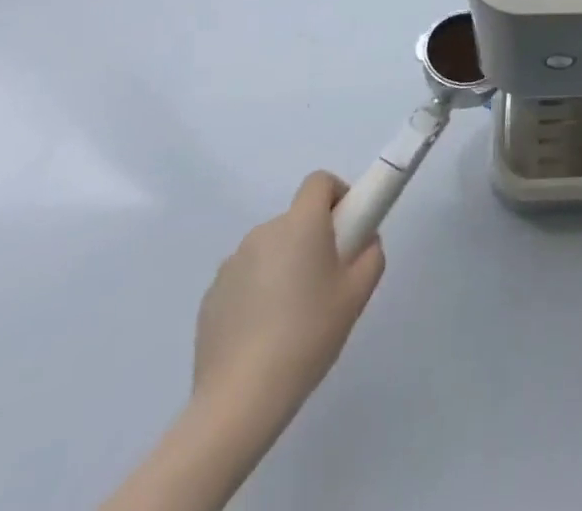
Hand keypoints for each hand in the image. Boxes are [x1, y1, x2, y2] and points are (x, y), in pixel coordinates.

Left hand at [192, 171, 384, 418]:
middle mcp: (263, 233)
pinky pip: (245, 279)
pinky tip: (264, 335)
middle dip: (313, 239)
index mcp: (300, 224)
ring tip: (293, 315)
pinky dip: (258, 292)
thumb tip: (363, 242)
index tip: (347, 228)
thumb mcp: (358, 293)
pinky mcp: (210, 298)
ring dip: (284, 265)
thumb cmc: (308, 335)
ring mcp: (231, 265)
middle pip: (295, 219)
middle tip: (326, 281)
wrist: (240, 400)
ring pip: (270, 250)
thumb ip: (371, 254)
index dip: (337, 195)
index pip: (319, 182)